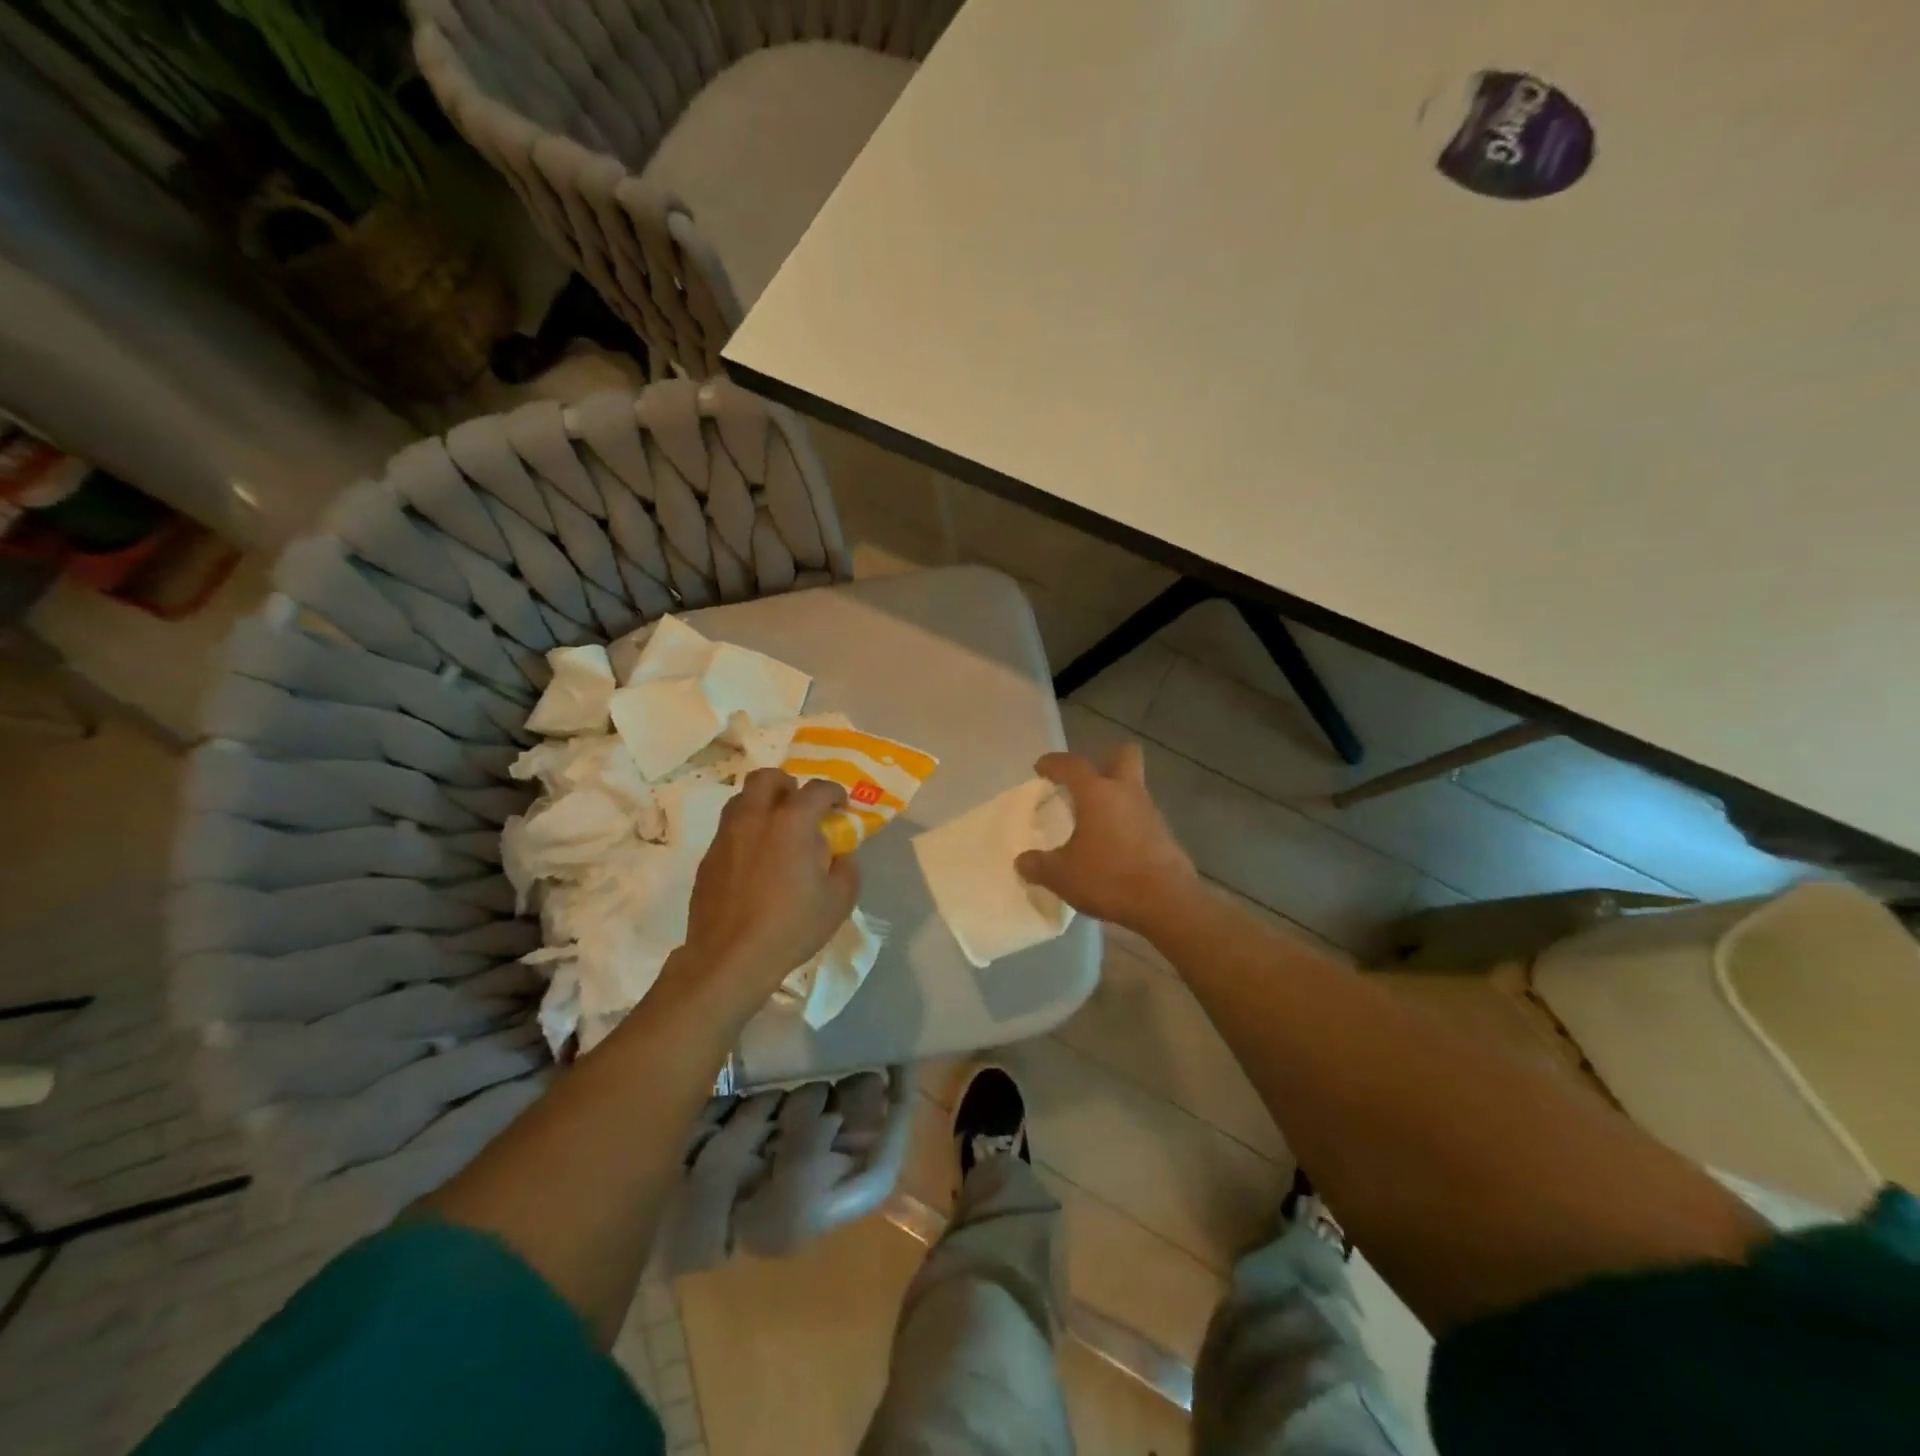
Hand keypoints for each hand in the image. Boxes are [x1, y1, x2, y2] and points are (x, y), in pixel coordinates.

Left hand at [680, 769, 859, 997]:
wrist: (730, 958)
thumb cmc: (791, 926)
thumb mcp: (838, 901)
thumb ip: (846, 868)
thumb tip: (840, 855)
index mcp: (792, 822)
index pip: (817, 789)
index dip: (834, 793)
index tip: (841, 806)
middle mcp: (755, 818)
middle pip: (767, 778)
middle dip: (787, 784)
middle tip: (800, 806)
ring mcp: (726, 836)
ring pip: (742, 800)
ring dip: (763, 805)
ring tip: (777, 832)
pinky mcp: (708, 859)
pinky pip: (729, 831)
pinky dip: (746, 834)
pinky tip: (757, 863)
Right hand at [1015, 745, 1200, 935]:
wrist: (1167, 902)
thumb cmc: (1109, 877)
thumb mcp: (1062, 875)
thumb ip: (1038, 865)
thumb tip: (1022, 861)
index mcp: (1097, 793)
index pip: (1072, 765)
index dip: (1054, 763)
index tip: (1041, 768)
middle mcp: (1126, 793)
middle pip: (1124, 756)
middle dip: (1105, 762)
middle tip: (1085, 783)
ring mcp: (1150, 813)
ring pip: (1133, 789)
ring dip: (1115, 798)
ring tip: (1094, 823)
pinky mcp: (1164, 836)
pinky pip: (1141, 817)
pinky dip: (1126, 825)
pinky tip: (1113, 848)